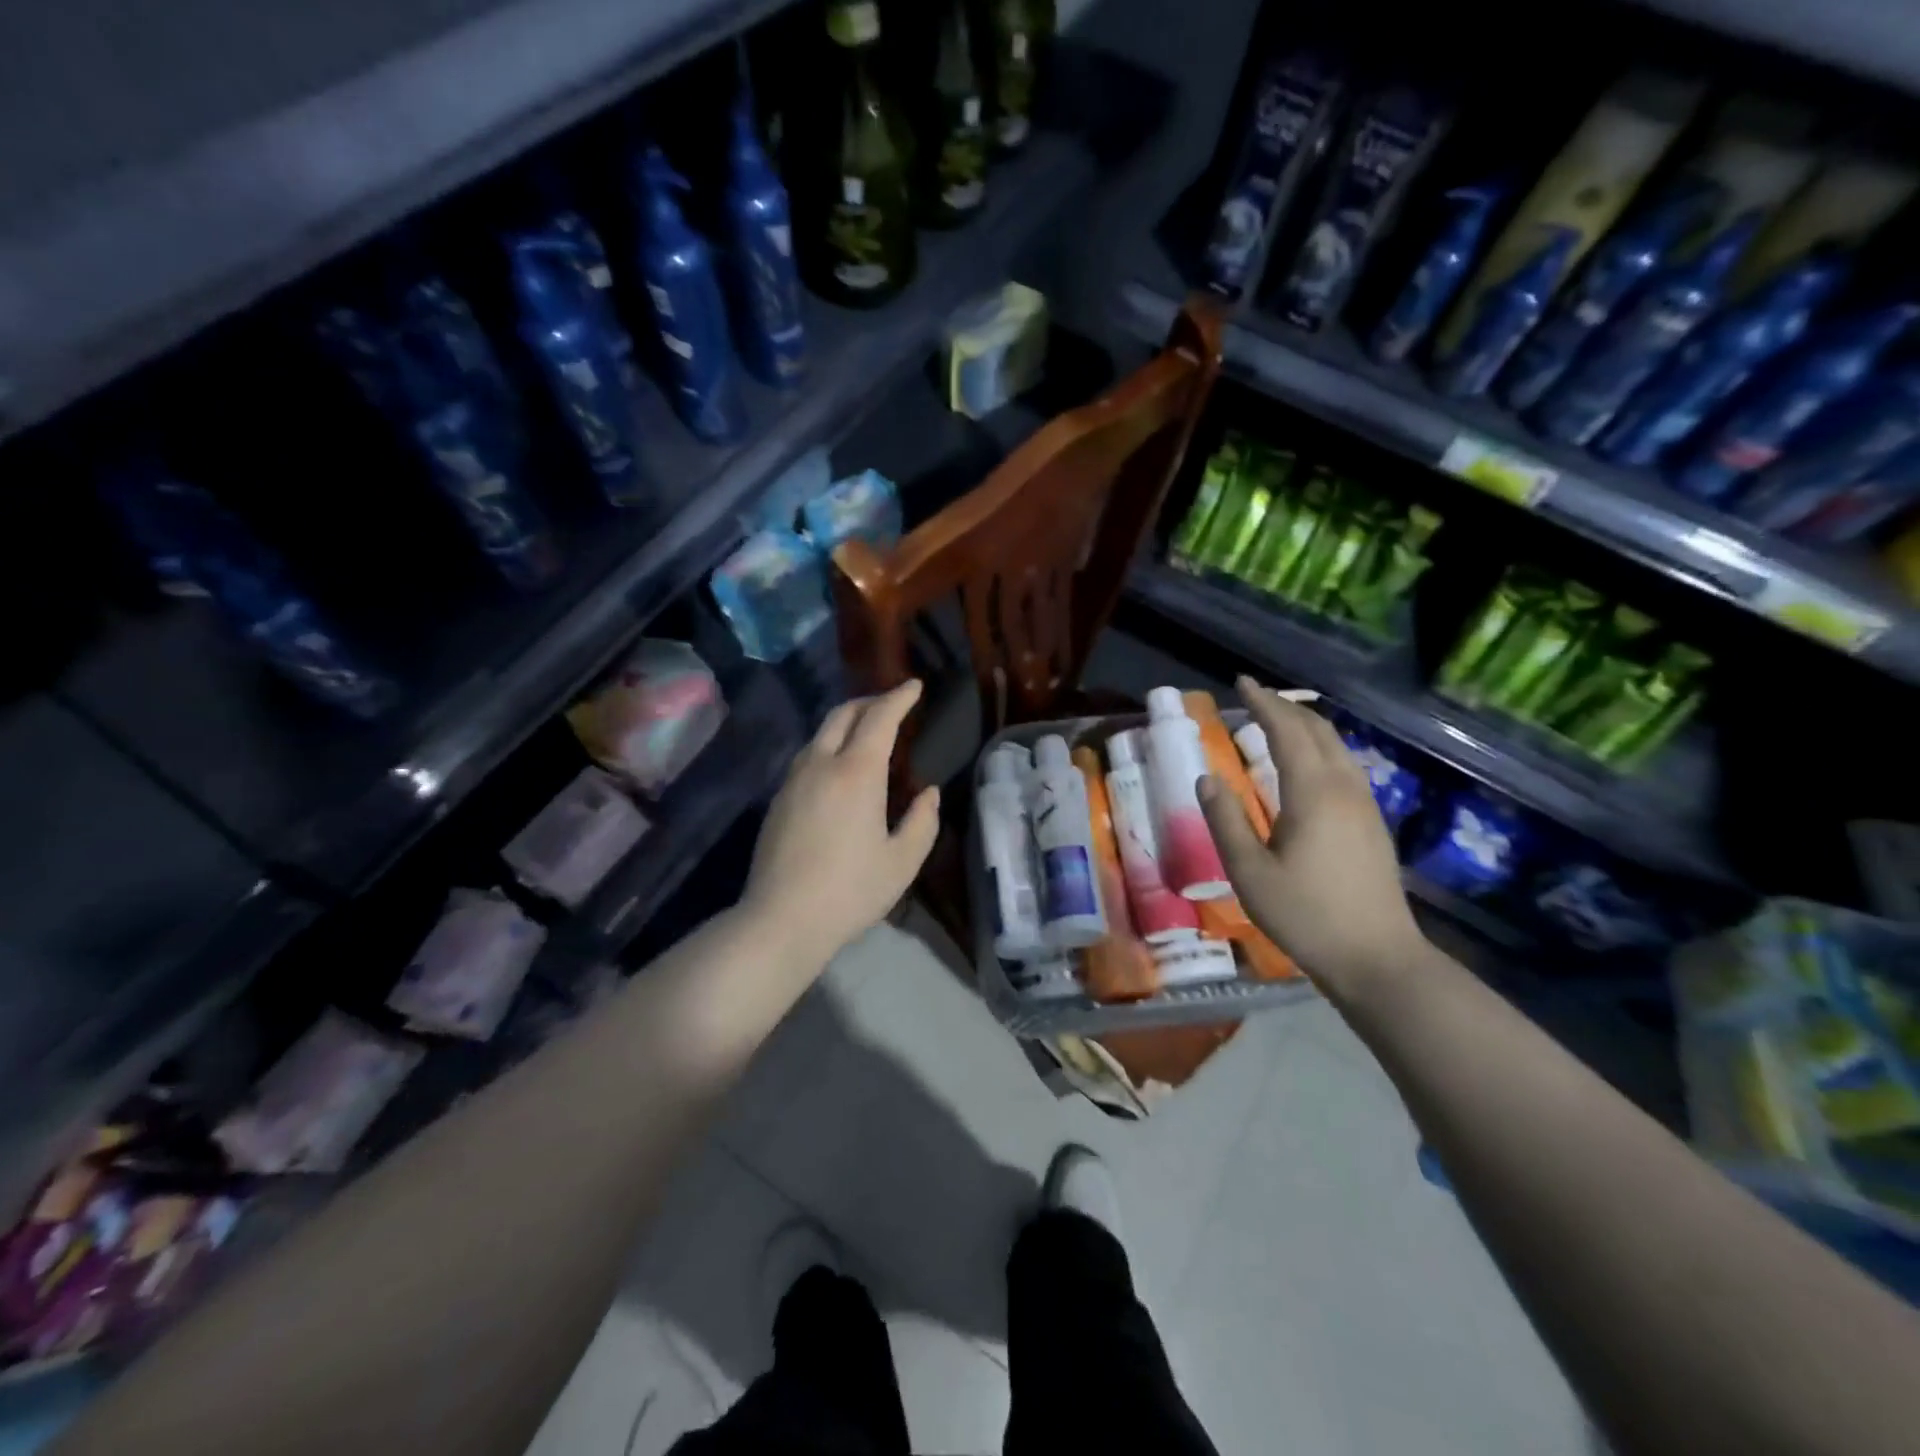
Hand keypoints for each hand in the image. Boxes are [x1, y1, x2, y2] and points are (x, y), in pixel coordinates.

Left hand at [743, 680, 939, 965]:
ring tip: (866, 731)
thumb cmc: (850, 891)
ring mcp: (793, 780)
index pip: (879, 718)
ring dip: (846, 722)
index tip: (914, 686)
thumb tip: (928, 792)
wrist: (781, 919)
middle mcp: (821, 764)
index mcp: (857, 773)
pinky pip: (807, 756)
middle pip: (843, 714)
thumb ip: (922, 821)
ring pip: (820, 733)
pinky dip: (828, 745)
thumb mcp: (902, 861)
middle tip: (892, 703)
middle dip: (870, 701)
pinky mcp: (778, 799)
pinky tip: (838, 767)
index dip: (899, 698)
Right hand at [1198, 676, 1424, 992]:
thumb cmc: (1306, 915)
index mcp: (1312, 793)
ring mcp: (1365, 805)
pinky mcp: (1372, 824)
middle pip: (1318, 731)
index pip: (1287, 731)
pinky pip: (1345, 766)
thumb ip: (1225, 821)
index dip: (1263, 703)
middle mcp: (1344, 788)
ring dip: (1306, 726)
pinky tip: (1308, 764)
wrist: (1377, 958)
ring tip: (1278, 721)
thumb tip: (1207, 779)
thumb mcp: (1249, 873)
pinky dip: (1320, 748)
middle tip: (1255, 697)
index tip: (1240, 682)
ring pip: (1337, 747)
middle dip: (1286, 707)